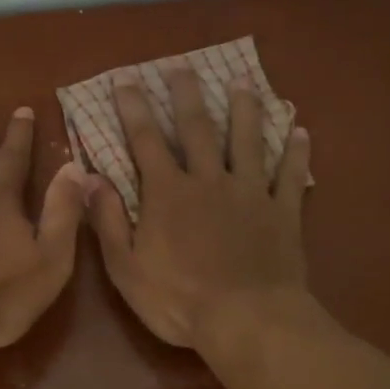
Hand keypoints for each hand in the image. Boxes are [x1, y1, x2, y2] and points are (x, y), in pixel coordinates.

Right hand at [88, 65, 312, 351]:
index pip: (146, 141)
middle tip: (182, 67)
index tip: (127, 79)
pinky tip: (300, 130)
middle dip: (186, 96)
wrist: (247, 321)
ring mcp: (250, 194)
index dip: (134, 109)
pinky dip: (296, 152)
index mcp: (168, 193)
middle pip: (198, 129)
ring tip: (243, 84)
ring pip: (248, 142)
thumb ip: (108, 220)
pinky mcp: (282, 212)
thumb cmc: (178, 300)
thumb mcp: (126, 268)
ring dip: (245, 111)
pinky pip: (291, 176)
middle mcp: (209, 181)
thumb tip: (89, 178)